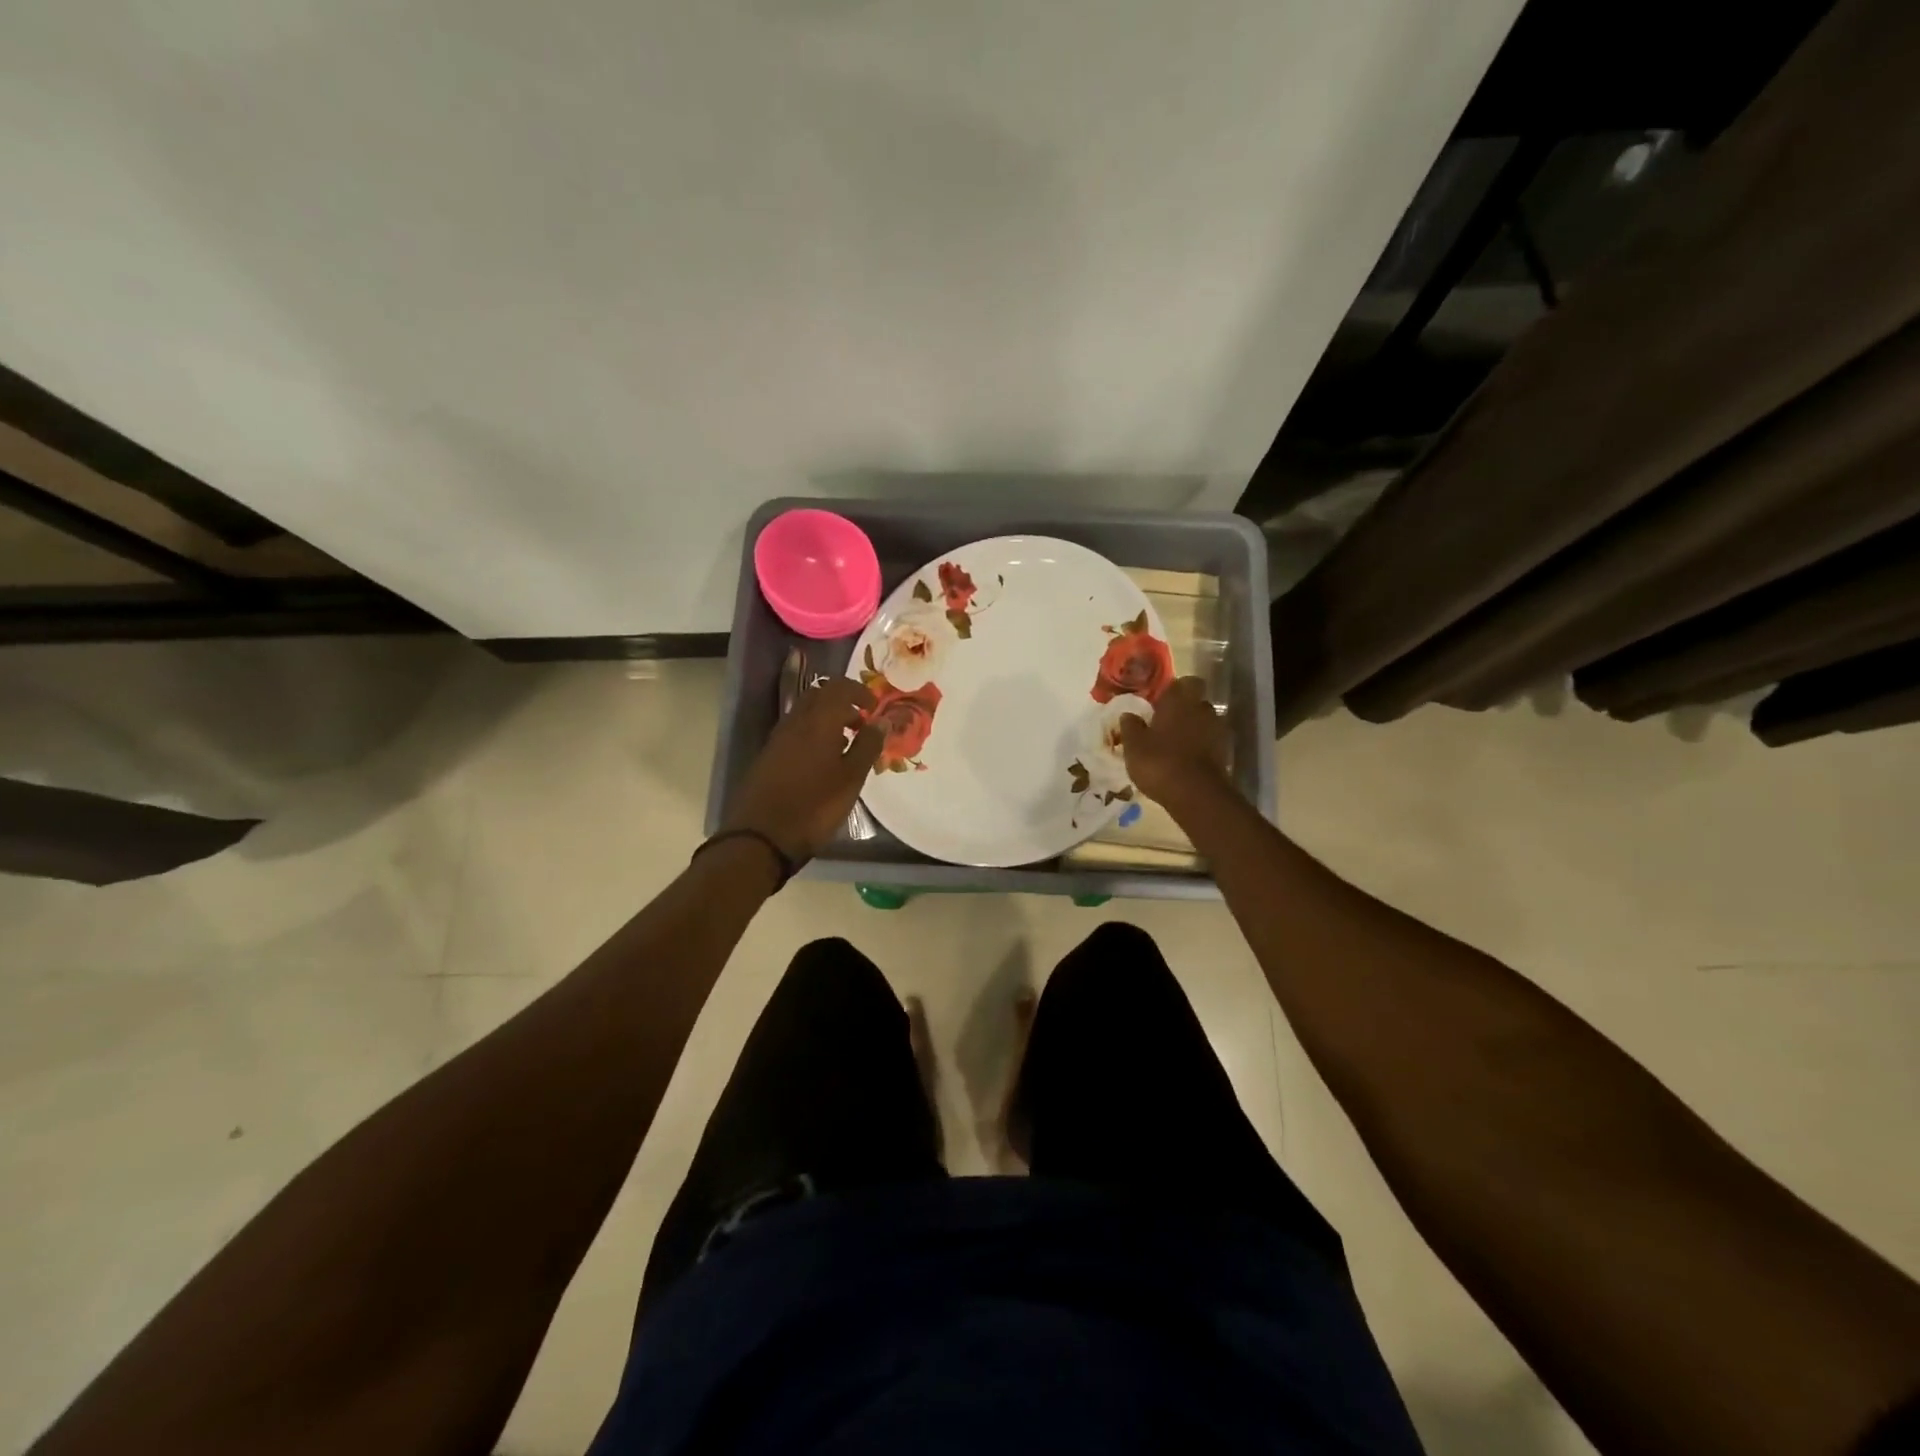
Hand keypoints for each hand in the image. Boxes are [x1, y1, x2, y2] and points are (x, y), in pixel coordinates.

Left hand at [723, 678, 881, 862]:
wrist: (762, 836)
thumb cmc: (815, 806)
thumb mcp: (851, 778)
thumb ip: (868, 746)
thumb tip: (882, 721)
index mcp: (818, 721)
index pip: (839, 688)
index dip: (859, 692)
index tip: (874, 707)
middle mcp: (795, 722)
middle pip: (819, 696)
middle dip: (842, 701)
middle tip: (861, 722)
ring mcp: (778, 738)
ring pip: (805, 713)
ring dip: (827, 718)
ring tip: (846, 742)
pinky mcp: (769, 755)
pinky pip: (795, 730)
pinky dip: (813, 733)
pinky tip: (823, 759)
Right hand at [1119, 676, 1229, 807]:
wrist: (1196, 793)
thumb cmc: (1159, 762)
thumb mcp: (1133, 746)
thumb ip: (1130, 727)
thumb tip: (1128, 714)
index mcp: (1179, 700)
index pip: (1182, 682)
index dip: (1171, 690)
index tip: (1158, 702)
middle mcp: (1201, 709)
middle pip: (1196, 700)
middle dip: (1183, 709)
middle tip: (1165, 723)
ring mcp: (1217, 730)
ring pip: (1204, 721)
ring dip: (1193, 728)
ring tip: (1175, 744)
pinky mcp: (1225, 751)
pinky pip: (1210, 741)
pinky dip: (1201, 746)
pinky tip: (1186, 759)